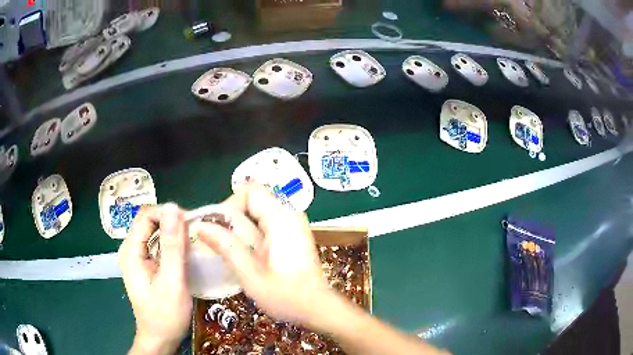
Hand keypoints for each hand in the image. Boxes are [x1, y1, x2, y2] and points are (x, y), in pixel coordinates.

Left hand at [119, 204, 191, 354]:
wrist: (160, 338)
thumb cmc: (165, 314)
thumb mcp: (171, 281)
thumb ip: (172, 246)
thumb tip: (174, 208)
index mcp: (131, 250)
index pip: (146, 215)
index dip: (168, 214)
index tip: (190, 223)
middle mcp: (131, 249)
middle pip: (150, 221)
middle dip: (172, 222)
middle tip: (195, 234)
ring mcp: (138, 257)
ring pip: (155, 232)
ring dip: (174, 234)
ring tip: (194, 243)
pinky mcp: (146, 265)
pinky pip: (158, 245)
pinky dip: (173, 245)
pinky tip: (185, 254)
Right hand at [194, 185, 335, 326]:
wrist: (317, 308)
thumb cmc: (286, 296)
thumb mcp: (250, 274)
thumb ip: (226, 246)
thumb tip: (200, 225)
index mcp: (282, 218)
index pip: (250, 191)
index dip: (230, 205)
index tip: (219, 229)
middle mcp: (290, 215)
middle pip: (253, 200)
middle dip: (232, 218)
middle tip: (221, 242)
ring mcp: (293, 225)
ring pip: (257, 212)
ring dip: (240, 227)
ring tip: (230, 250)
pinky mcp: (292, 235)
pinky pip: (265, 223)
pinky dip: (250, 234)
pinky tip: (246, 254)